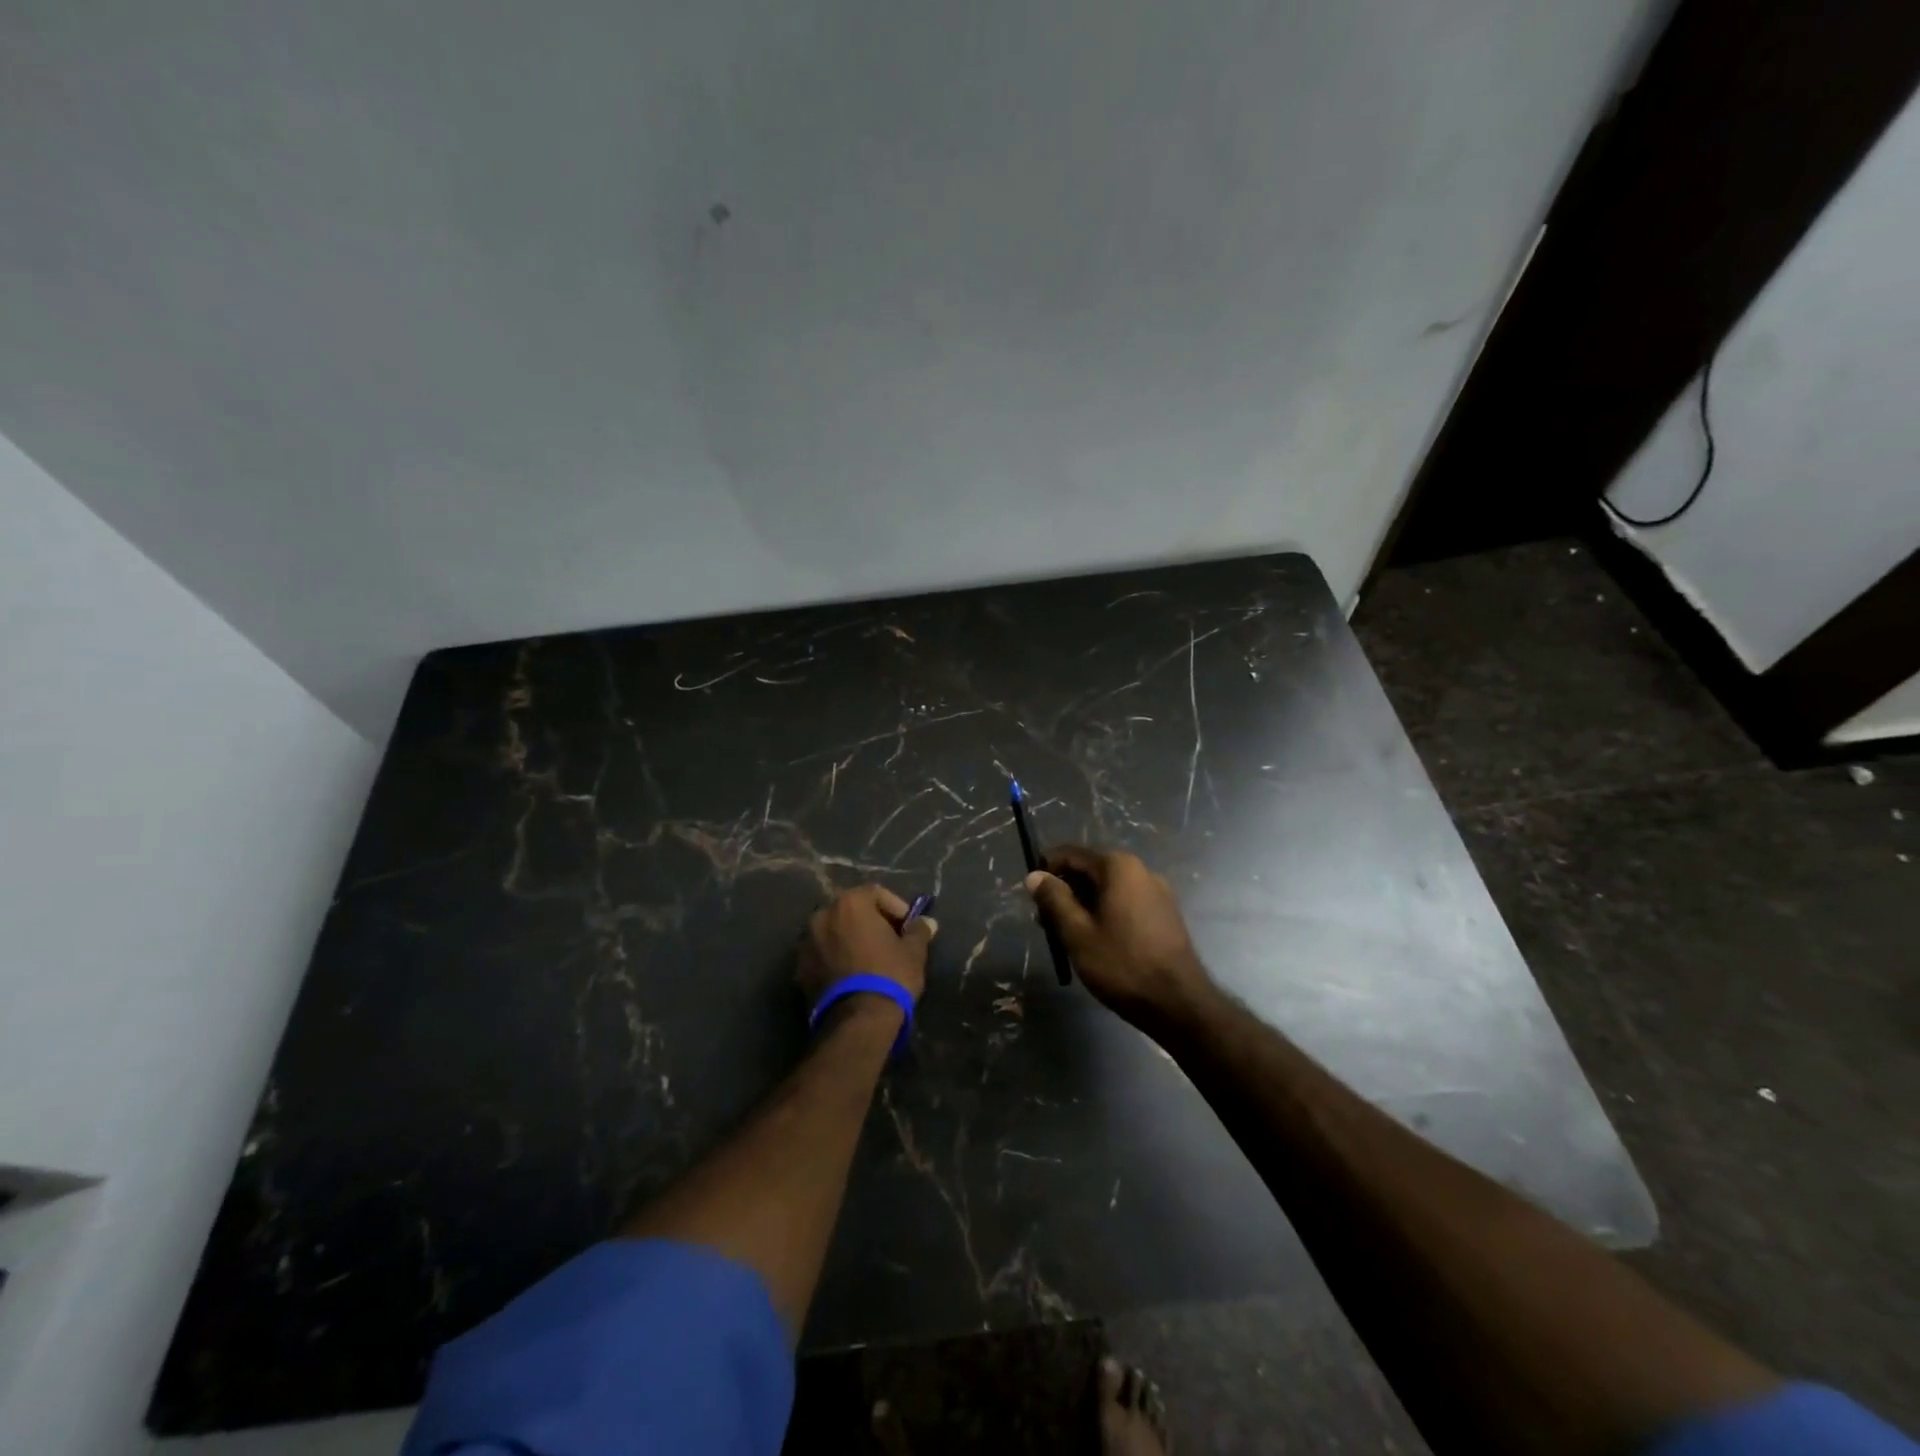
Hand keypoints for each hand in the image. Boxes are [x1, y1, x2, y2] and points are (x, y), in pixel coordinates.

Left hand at [797, 884, 936, 1010]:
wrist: (857, 1021)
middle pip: (851, 910)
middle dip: (871, 921)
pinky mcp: (799, 968)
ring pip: (834, 931)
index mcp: (850, 903)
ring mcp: (806, 942)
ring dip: (850, 938)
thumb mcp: (913, 952)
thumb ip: (918, 930)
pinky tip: (852, 974)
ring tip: (869, 959)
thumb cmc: (889, 976)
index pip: (876, 893)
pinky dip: (836, 957)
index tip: (908, 927)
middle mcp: (822, 915)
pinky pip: (822, 953)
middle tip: (890, 940)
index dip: (896, 908)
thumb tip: (927, 922)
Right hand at [1023, 845, 1208, 1026]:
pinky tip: (1095, 941)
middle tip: (1044, 923)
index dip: (1046, 871)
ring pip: (1107, 889)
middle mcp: (1140, 870)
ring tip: (1066, 937)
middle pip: (1090, 871)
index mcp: (1118, 867)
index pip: (1071, 855)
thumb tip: (1035, 875)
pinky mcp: (1164, 914)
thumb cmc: (1122, 964)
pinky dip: (1104, 914)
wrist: (1179, 1003)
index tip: (1030, 895)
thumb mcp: (1077, 933)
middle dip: (1064, 892)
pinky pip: (1125, 903)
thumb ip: (1054, 899)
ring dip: (1083, 905)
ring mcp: (1157, 892)